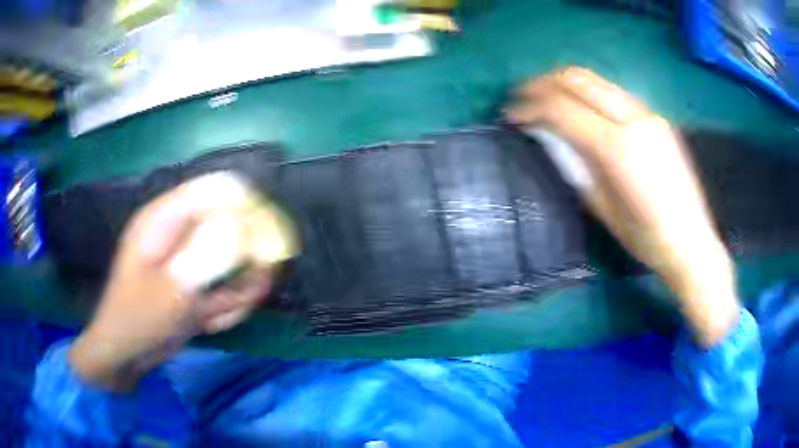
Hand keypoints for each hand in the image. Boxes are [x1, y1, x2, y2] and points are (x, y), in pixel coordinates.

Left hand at [69, 176, 272, 390]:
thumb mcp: (169, 292)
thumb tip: (241, 226)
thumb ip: (204, 258)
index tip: (265, 248)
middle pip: (238, 226)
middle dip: (246, 266)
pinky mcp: (199, 279)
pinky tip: (210, 322)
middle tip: (242, 295)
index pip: (221, 190)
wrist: (128, 354)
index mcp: (167, 218)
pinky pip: (232, 286)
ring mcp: (193, 256)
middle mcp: (183, 230)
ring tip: (214, 316)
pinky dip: (230, 307)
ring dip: (237, 293)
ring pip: (240, 262)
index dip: (250, 210)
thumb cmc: (138, 319)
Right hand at [505, 67, 738, 346]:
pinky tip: (582, 108)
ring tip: (547, 97)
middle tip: (523, 95)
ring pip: (596, 80)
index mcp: (617, 147)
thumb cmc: (645, 237)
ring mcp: (648, 114)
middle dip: (543, 82)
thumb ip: (575, 164)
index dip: (530, 107)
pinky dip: (590, 93)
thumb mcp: (601, 205)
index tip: (510, 114)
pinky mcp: (656, 117)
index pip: (562, 109)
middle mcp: (633, 119)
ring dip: (565, 83)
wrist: (691, 241)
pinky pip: (614, 92)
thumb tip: (548, 136)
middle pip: (577, 79)